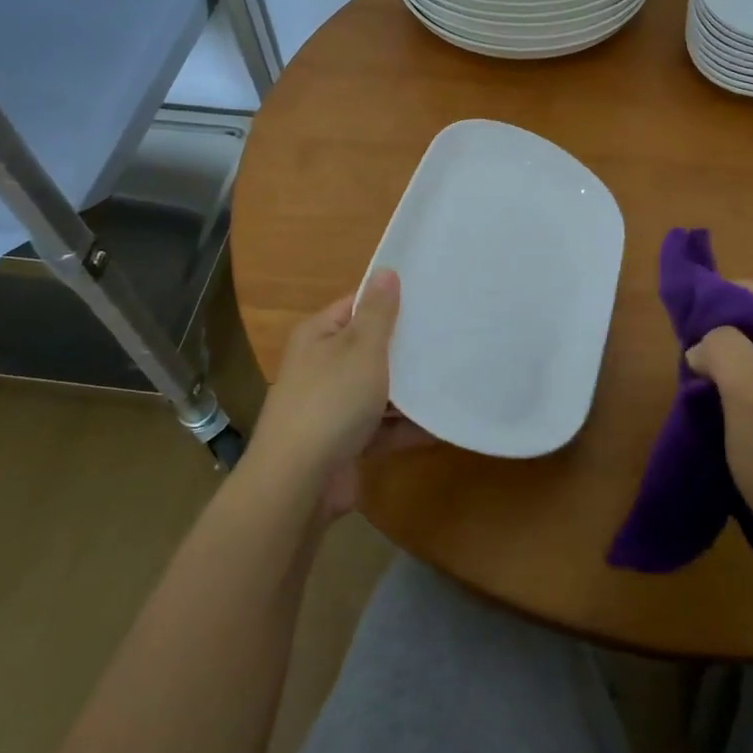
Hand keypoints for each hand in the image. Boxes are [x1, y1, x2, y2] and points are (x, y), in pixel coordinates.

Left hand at [249, 271, 428, 515]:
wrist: (299, 483)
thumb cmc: (331, 401)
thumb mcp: (361, 348)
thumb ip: (378, 312)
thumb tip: (386, 270)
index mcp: (319, 336)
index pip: (357, 305)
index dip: (389, 301)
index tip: (430, 298)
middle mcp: (322, 367)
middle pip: (369, 349)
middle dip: (405, 347)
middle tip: (449, 335)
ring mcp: (333, 407)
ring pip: (378, 390)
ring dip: (410, 390)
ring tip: (453, 376)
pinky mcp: (346, 442)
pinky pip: (383, 427)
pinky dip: (407, 427)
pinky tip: (442, 424)